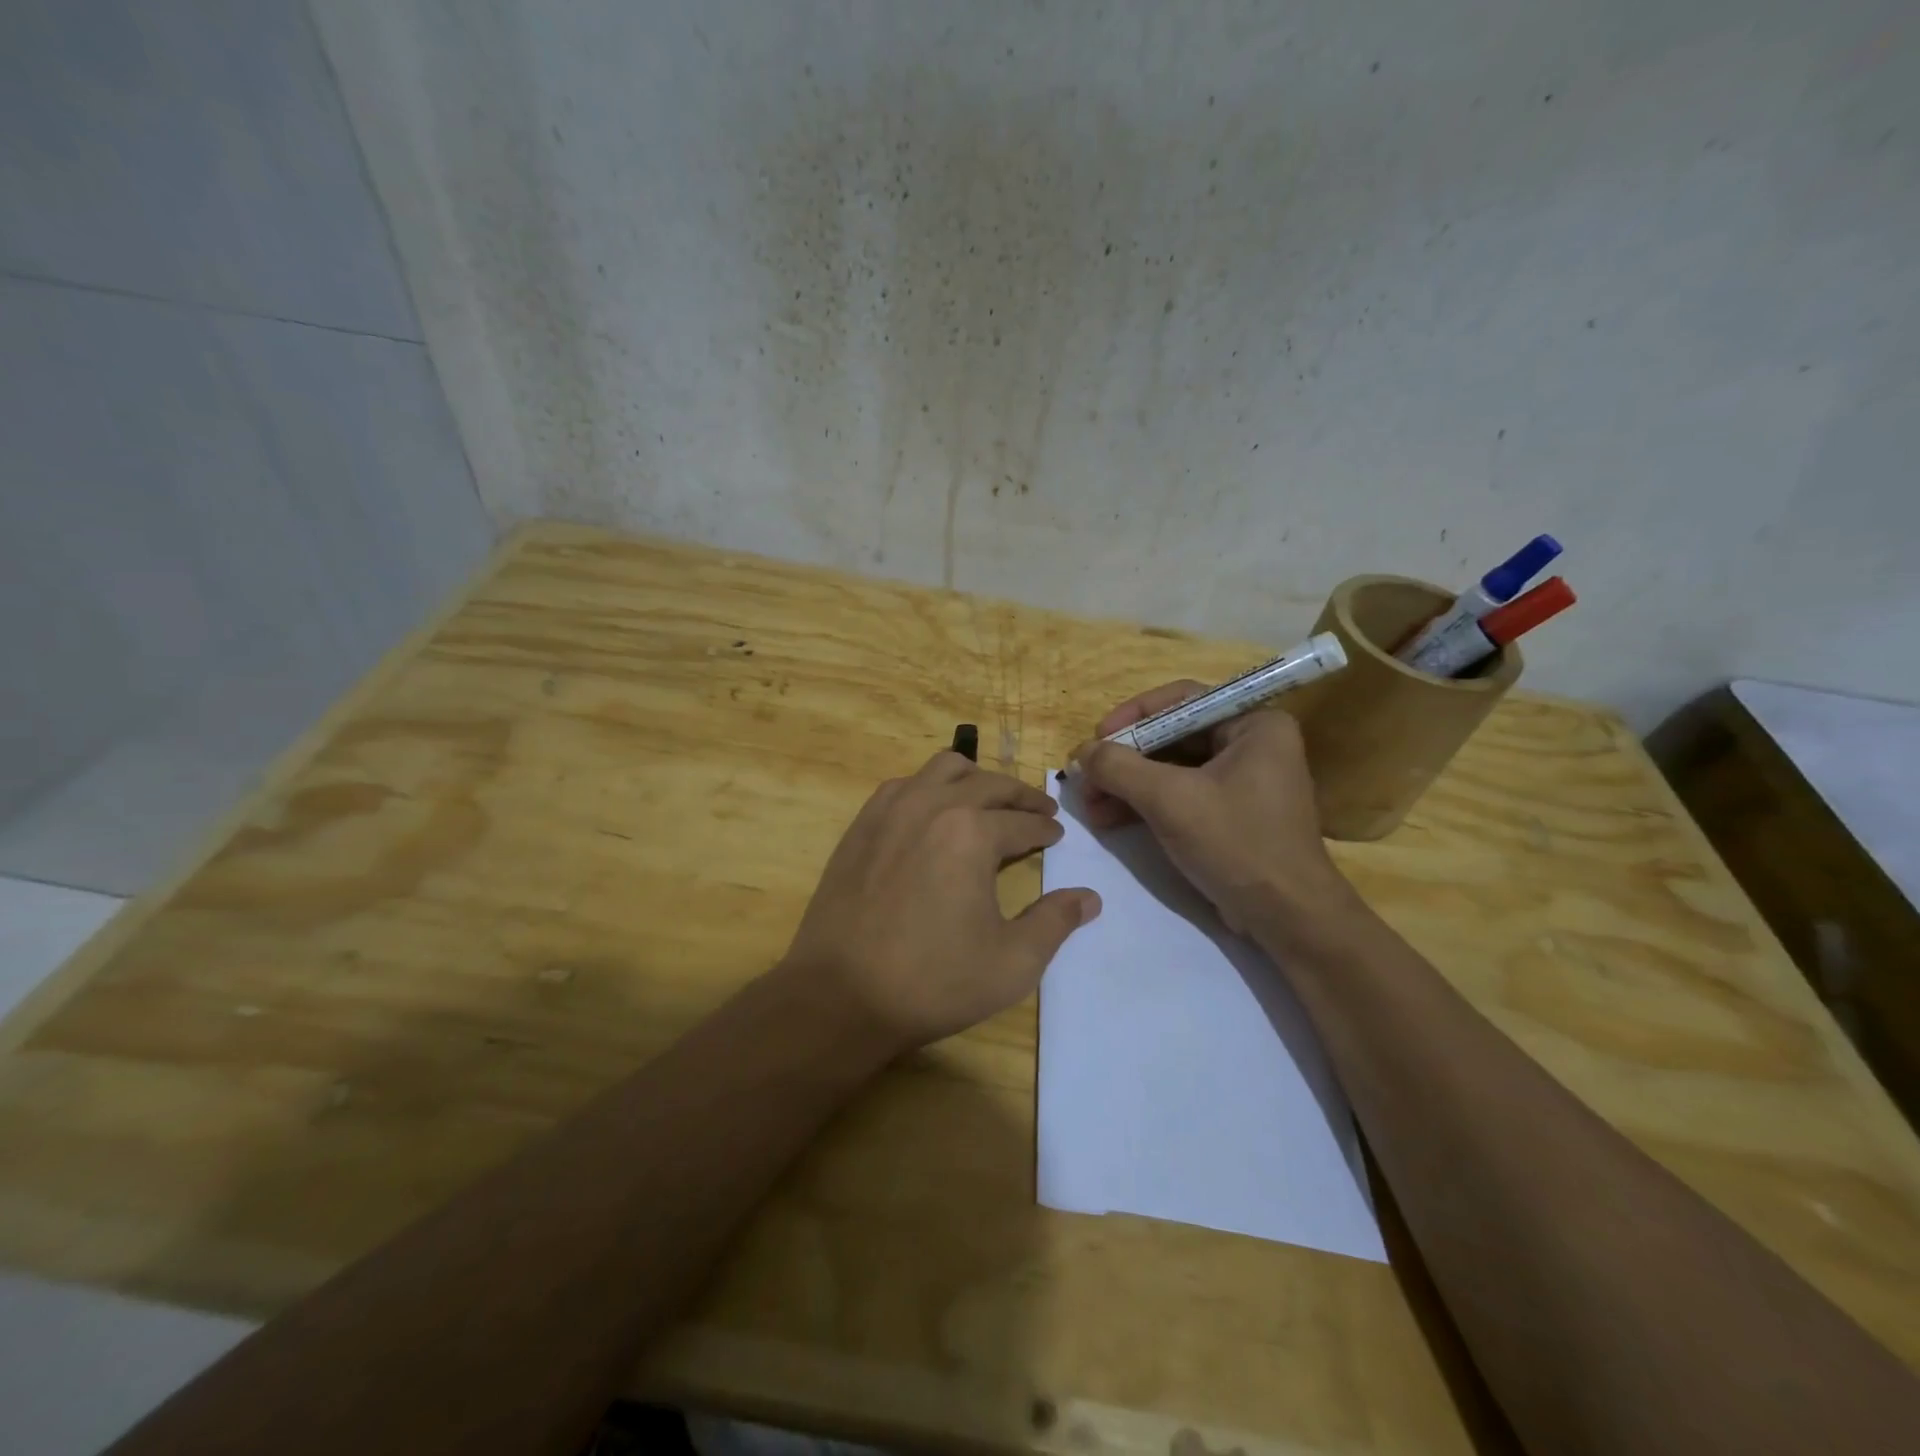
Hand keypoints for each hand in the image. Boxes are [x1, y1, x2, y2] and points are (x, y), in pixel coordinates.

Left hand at [782, 752, 1101, 1052]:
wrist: (840, 995)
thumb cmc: (933, 982)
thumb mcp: (1012, 963)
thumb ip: (1055, 922)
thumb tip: (1090, 897)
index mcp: (972, 832)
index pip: (1023, 820)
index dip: (1045, 827)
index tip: (1057, 834)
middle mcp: (932, 805)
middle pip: (988, 784)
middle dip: (1020, 796)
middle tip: (1039, 809)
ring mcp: (890, 810)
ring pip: (943, 769)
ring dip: (975, 779)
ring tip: (990, 800)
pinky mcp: (861, 824)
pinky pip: (904, 785)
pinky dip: (930, 787)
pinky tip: (933, 812)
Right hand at [1072, 683, 1361, 936]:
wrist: (1286, 918)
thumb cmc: (1235, 843)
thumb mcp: (1169, 799)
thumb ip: (1119, 767)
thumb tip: (1081, 751)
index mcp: (1254, 725)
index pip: (1182, 701)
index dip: (1133, 716)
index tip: (1096, 738)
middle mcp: (1253, 744)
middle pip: (1173, 737)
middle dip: (1125, 760)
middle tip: (1087, 778)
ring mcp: (1244, 781)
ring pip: (1172, 769)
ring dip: (1128, 786)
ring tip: (1090, 806)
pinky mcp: (1232, 814)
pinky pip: (1182, 795)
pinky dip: (1146, 804)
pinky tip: (1111, 819)